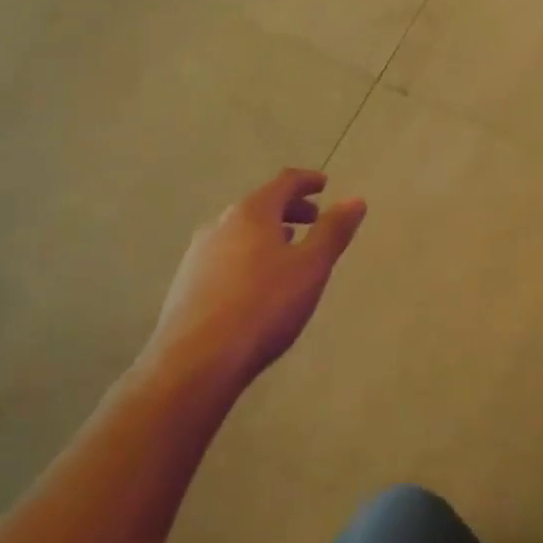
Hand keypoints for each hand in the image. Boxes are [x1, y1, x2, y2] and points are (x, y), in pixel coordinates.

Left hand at [143, 168, 366, 391]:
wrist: (196, 362)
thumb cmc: (264, 306)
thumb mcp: (311, 267)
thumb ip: (333, 231)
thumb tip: (355, 200)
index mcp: (251, 213)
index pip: (284, 182)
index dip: (307, 181)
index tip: (324, 184)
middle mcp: (221, 224)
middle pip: (260, 205)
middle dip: (290, 208)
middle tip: (314, 219)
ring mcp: (198, 254)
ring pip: (241, 231)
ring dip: (268, 232)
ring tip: (288, 250)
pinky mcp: (187, 283)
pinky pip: (226, 255)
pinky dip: (249, 255)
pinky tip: (258, 282)